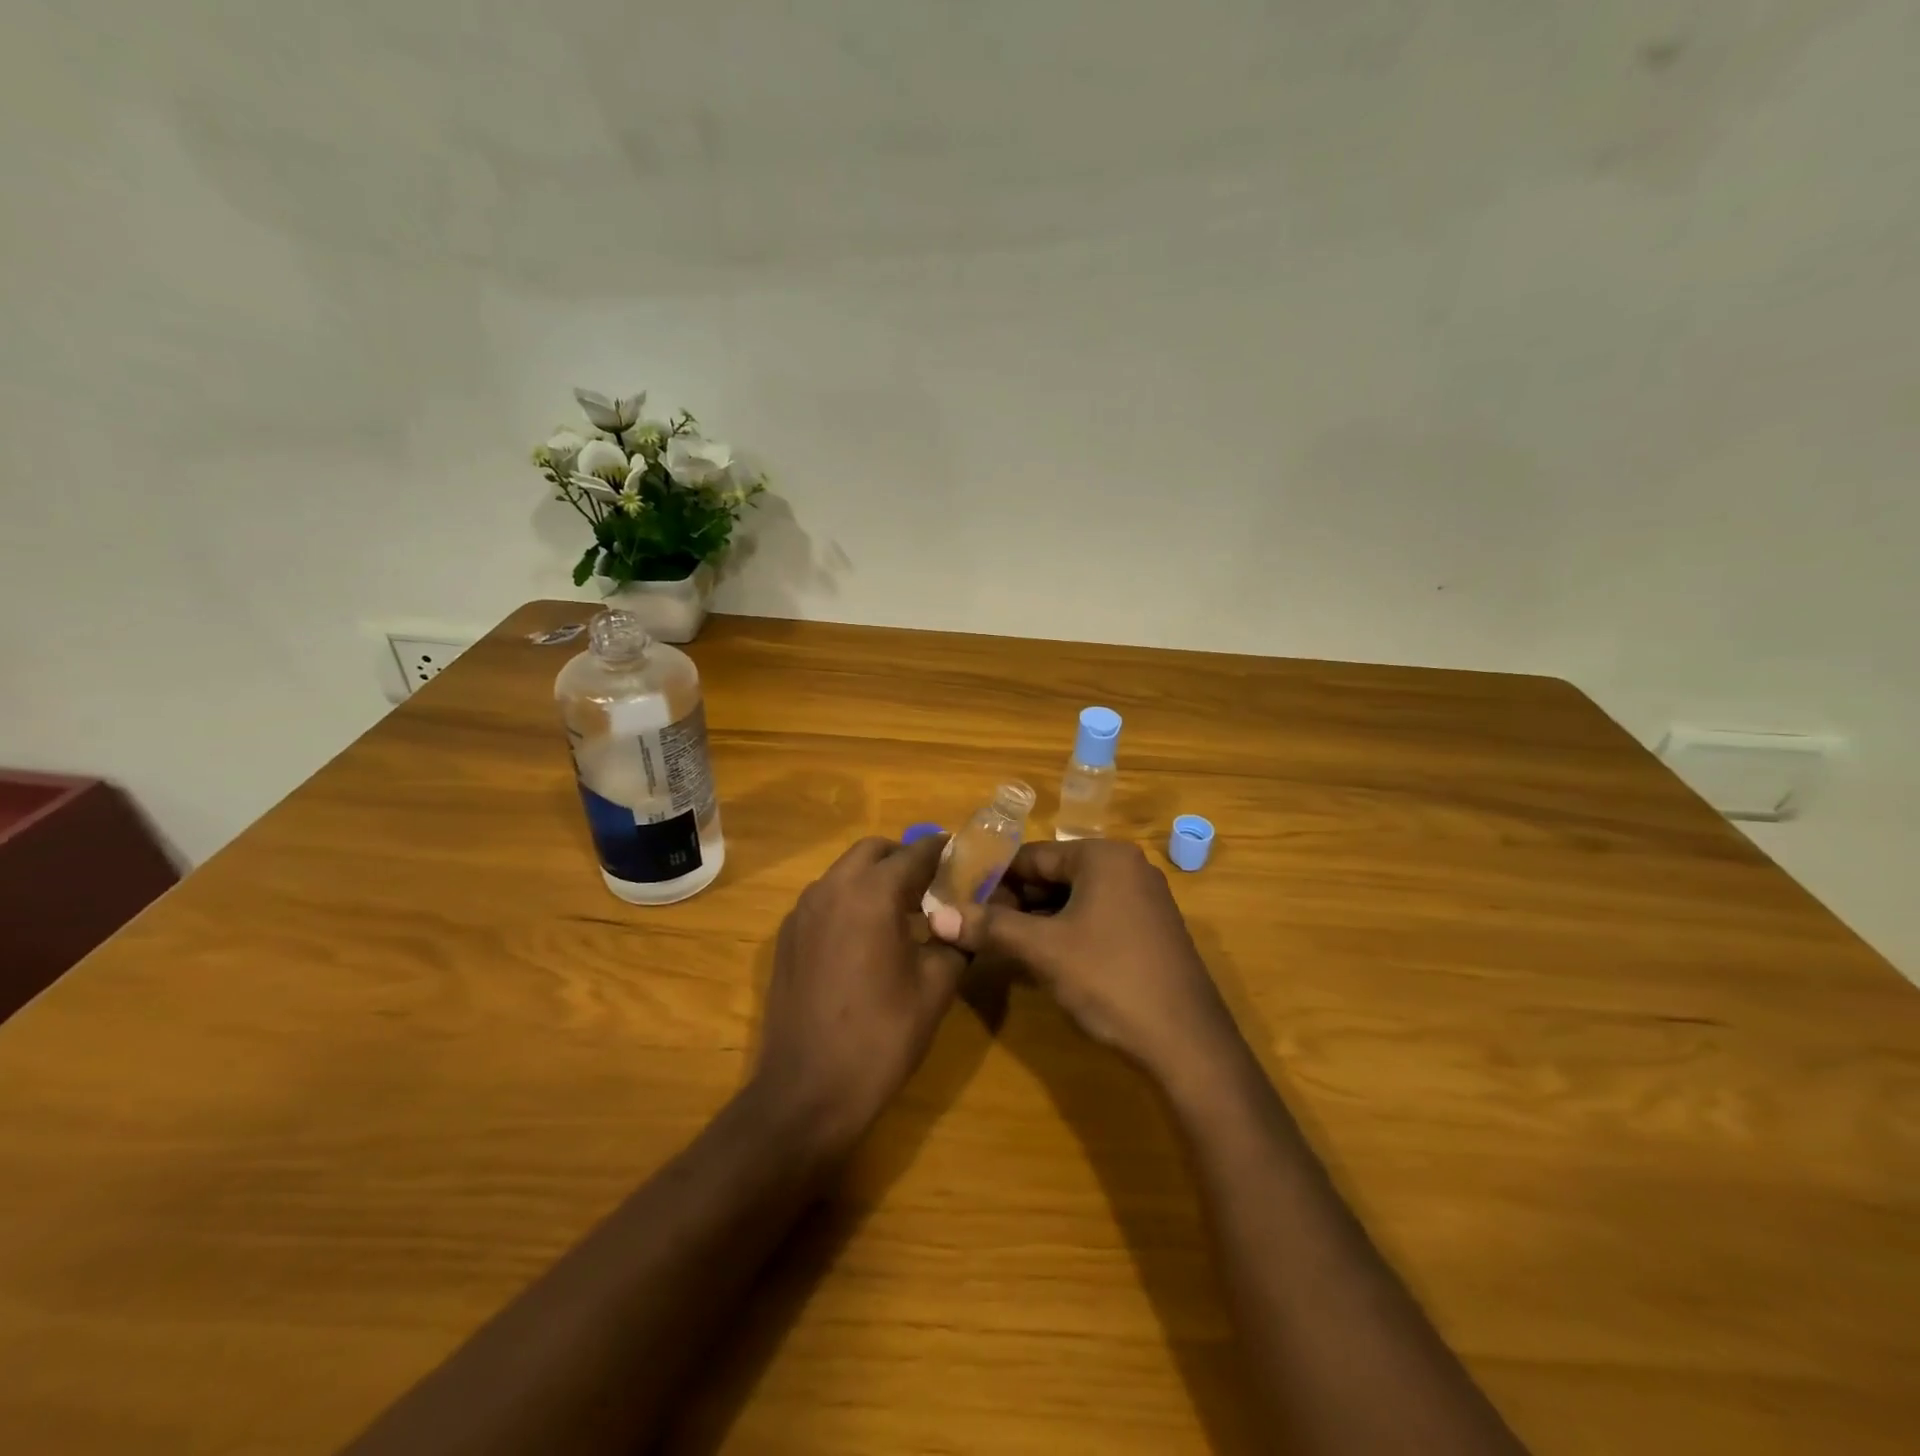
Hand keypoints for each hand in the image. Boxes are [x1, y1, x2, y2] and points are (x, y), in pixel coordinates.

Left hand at [750, 834, 965, 1154]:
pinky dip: (850, 900)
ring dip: (874, 877)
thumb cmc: (881, 1037)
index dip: (942, 850)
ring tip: (902, 911)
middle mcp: (832, 889)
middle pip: (873, 851)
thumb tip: (962, 920)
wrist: (808, 1092)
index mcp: (872, 894)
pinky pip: (825, 899)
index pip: (915, 853)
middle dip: (904, 858)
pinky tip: (867, 936)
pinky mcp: (787, 937)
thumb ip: (954, 940)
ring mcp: (803, 912)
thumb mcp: (935, 988)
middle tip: (932, 884)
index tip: (962, 854)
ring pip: (845, 872)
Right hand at [937, 839, 1237, 1081]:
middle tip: (977, 929)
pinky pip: (1095, 918)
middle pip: (1053, 875)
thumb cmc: (1110, 980)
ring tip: (1001, 946)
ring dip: (1036, 920)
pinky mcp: (1149, 931)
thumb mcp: (1043, 951)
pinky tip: (1042, 959)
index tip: (959, 901)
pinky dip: (1065, 933)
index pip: (1032, 855)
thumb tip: (937, 915)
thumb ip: (990, 928)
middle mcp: (1127, 867)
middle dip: (1014, 902)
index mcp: (1103, 856)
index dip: (993, 879)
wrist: (1187, 1045)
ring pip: (1073, 900)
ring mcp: (1143, 900)